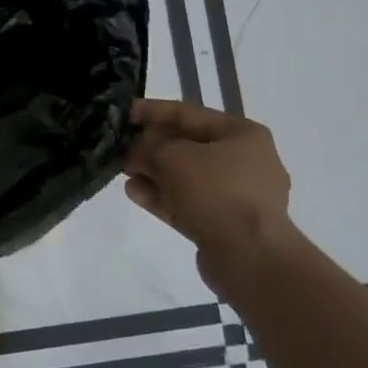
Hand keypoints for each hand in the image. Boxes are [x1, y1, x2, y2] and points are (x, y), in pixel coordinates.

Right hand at [122, 99, 293, 271]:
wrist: (249, 256)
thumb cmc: (215, 190)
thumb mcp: (170, 156)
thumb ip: (145, 147)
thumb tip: (132, 151)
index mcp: (241, 134)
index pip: (186, 113)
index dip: (150, 111)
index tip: (120, 113)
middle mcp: (244, 161)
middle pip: (186, 146)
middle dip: (150, 146)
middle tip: (118, 147)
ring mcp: (237, 196)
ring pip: (185, 177)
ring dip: (153, 173)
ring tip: (122, 172)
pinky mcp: (226, 224)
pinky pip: (188, 202)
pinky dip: (162, 196)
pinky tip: (134, 193)